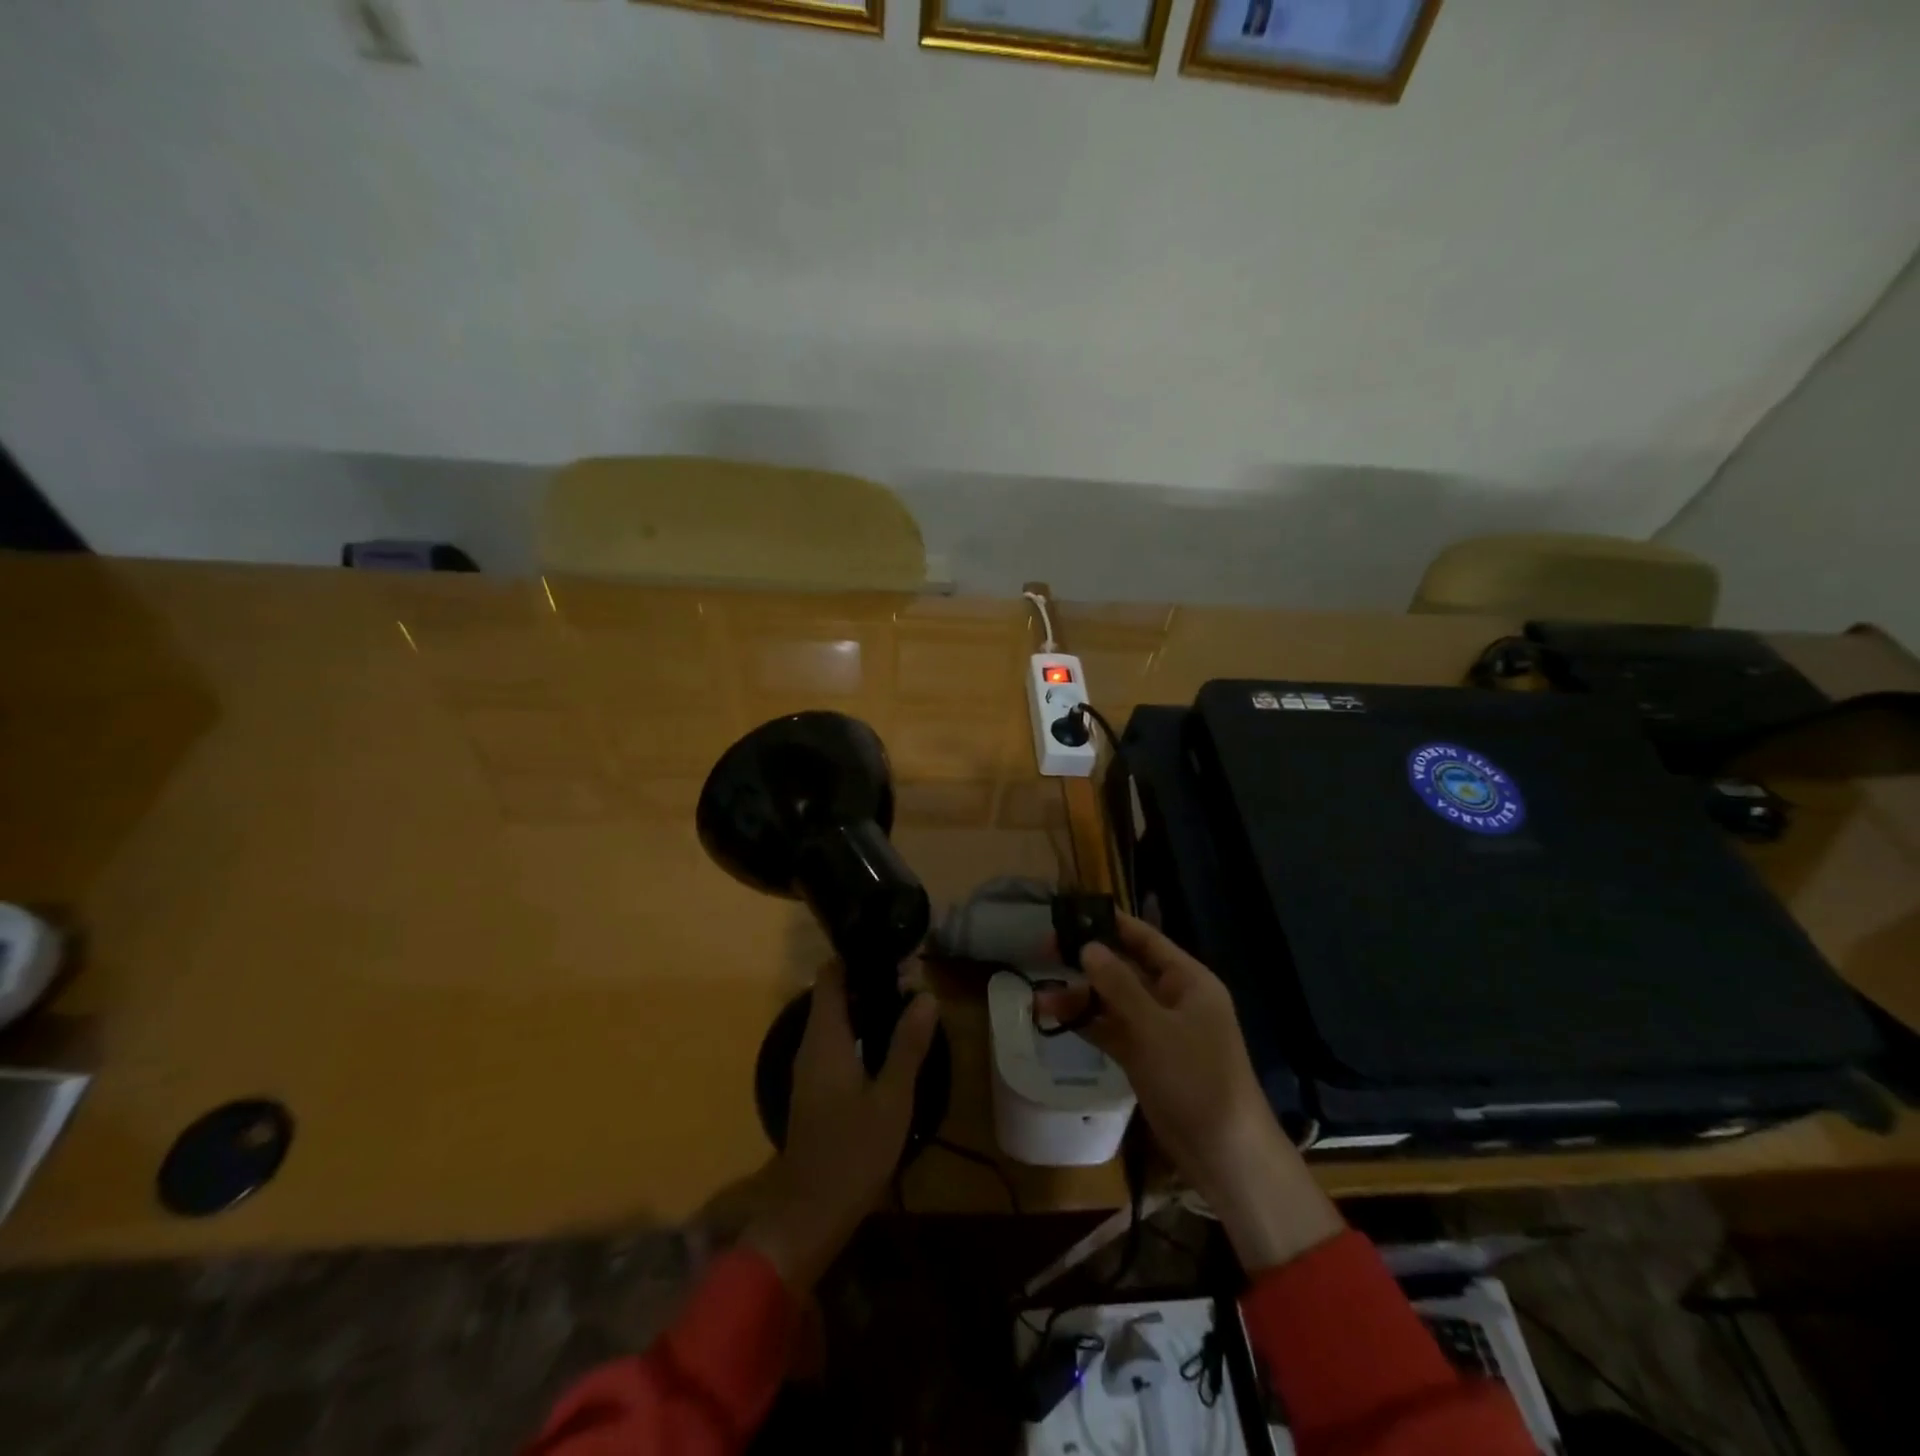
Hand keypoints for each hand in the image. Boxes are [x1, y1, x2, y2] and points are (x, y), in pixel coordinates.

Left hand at [743, 961, 939, 1290]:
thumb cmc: (853, 1152)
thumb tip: (926, 995)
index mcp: (824, 1039)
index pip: (830, 976)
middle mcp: (810, 1045)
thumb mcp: (892, 1099)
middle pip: (834, 994)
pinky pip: (836, 1041)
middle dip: (869, 980)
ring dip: (867, 1006)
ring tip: (909, 1002)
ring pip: (836, 1018)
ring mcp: (810, 1068)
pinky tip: (889, 1041)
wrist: (810, 1215)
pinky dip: (860, 1030)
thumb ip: (908, 1045)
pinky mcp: (815, 1088)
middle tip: (912, 976)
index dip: (856, 956)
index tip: (891, 950)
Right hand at [1035, 915, 1342, 1272]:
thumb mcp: (1154, 1027)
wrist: (1224, 1153)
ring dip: (1080, 997)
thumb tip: (1088, 947)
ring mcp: (1157, 1028)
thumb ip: (1118, 985)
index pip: (1145, 939)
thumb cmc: (1197, 1077)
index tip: (1072, 912)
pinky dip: (1086, 1023)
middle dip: (1086, 961)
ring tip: (1039, 998)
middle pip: (1124, 968)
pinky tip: (1055, 1018)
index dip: (1110, 923)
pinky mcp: (1144, 1056)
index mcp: (1187, 980)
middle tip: (1044, 951)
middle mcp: (1172, 998)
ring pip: (1112, 1001)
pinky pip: (1111, 1029)